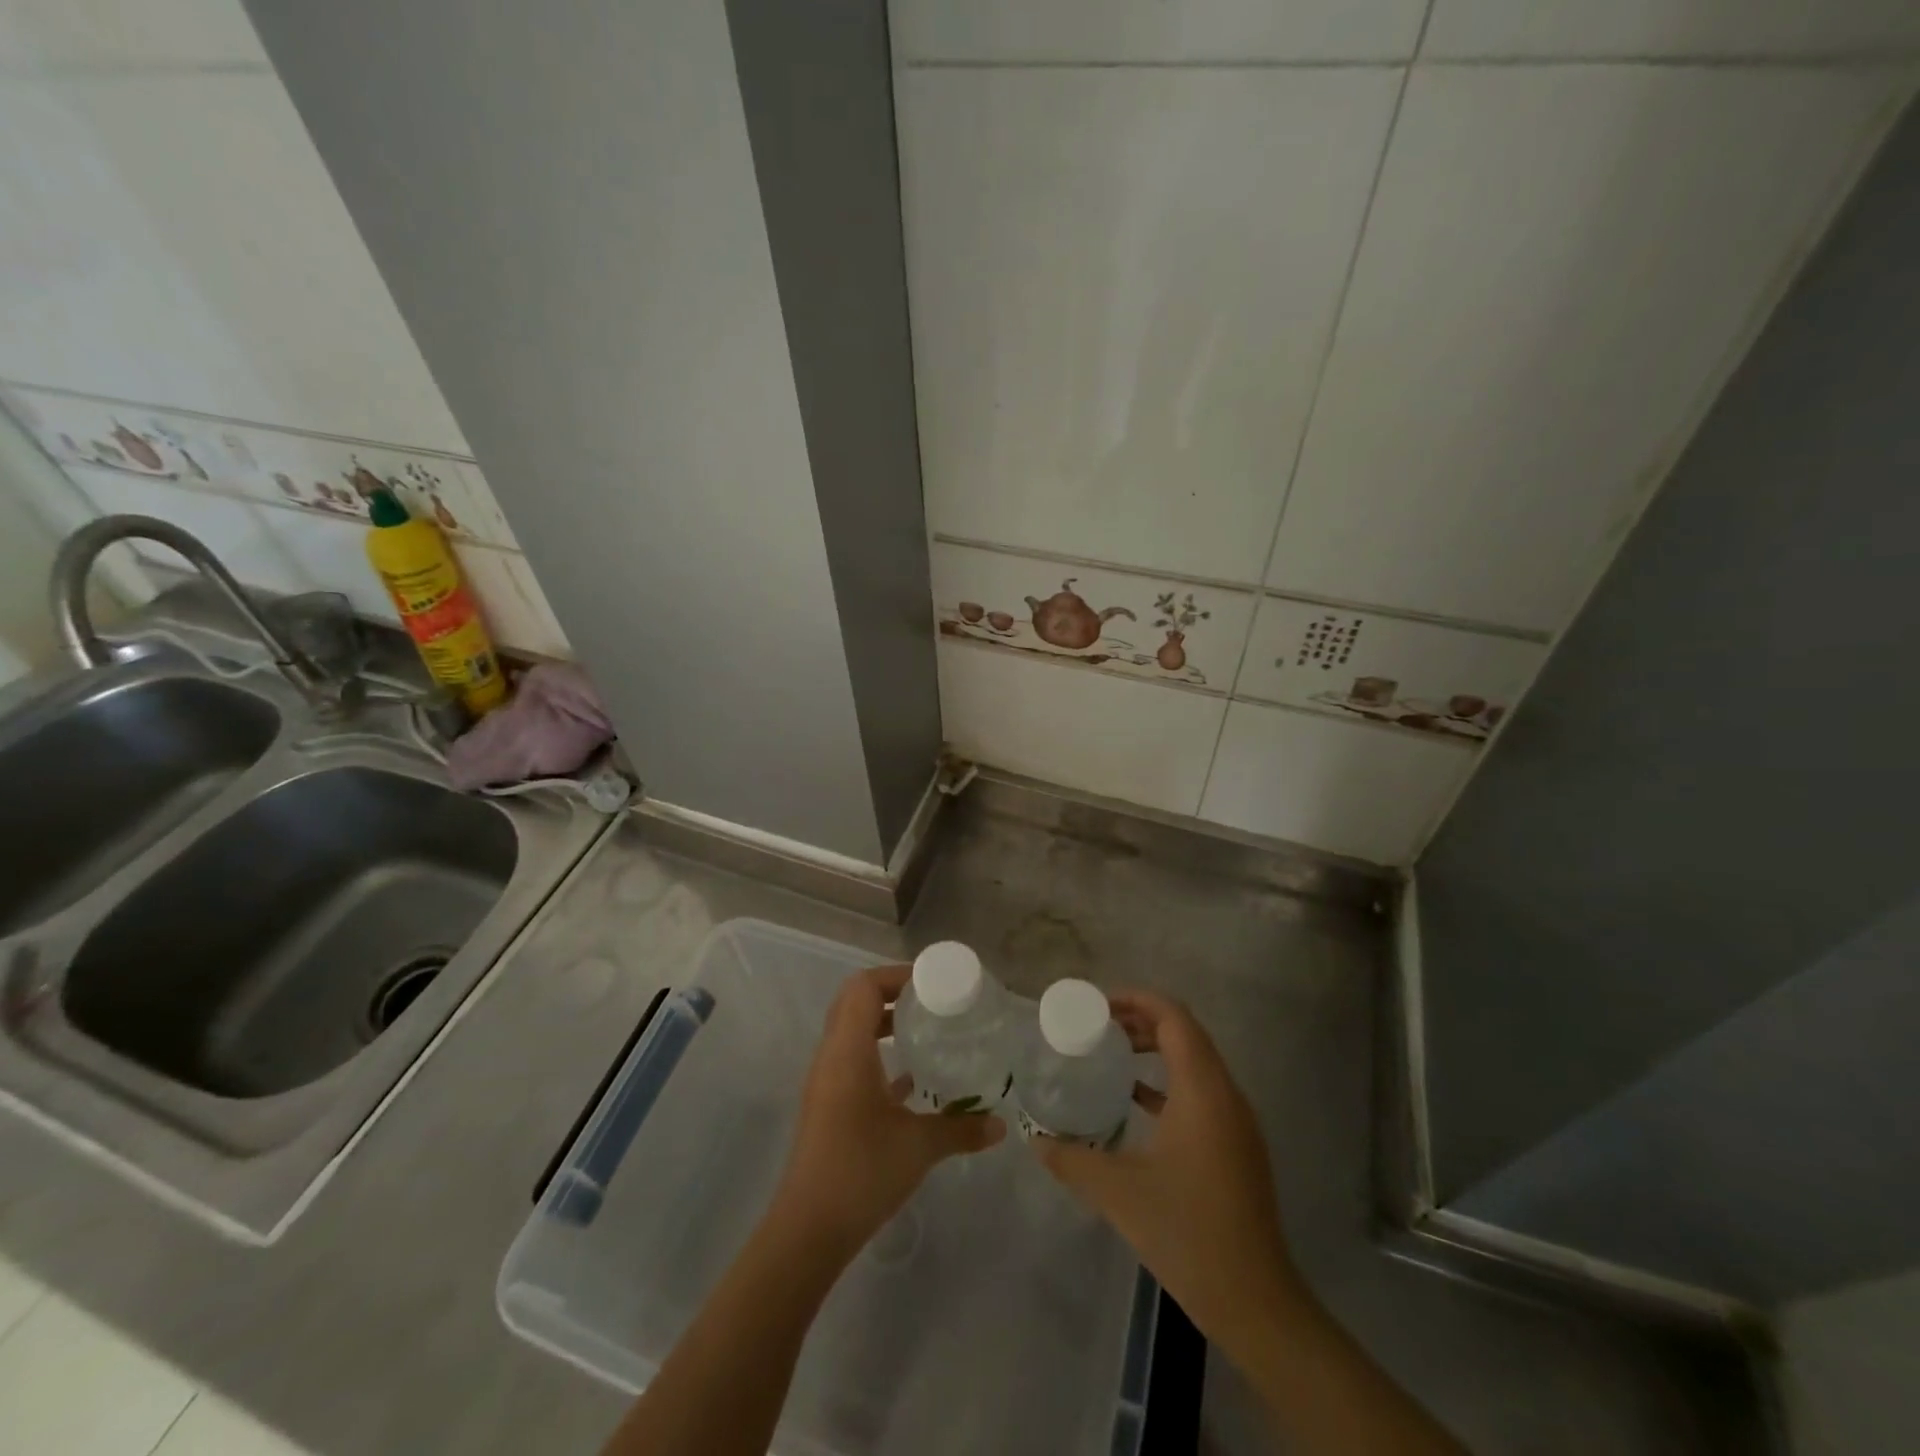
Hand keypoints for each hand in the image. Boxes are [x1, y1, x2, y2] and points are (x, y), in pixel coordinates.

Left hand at [772, 964, 1003, 1258]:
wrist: (809, 1229)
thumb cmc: (862, 1171)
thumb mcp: (919, 1146)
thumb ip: (961, 1128)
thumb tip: (1001, 1126)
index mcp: (848, 1050)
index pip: (864, 986)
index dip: (896, 976)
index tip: (933, 985)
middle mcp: (832, 1055)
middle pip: (855, 1001)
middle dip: (893, 994)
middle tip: (933, 1002)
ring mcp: (827, 1080)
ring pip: (852, 1030)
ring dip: (884, 1022)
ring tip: (926, 1031)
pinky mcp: (829, 1103)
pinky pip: (853, 1059)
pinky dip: (878, 1053)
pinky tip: (911, 1078)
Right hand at [1036, 991, 1301, 1353]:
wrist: (1254, 1300)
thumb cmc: (1186, 1232)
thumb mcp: (1117, 1192)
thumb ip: (1072, 1159)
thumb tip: (1034, 1140)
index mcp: (1202, 1090)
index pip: (1174, 1018)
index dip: (1137, 999)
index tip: (1098, 1004)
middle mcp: (1226, 1094)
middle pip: (1186, 1033)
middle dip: (1142, 1020)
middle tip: (1099, 1026)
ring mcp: (1237, 1121)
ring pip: (1196, 1061)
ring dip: (1157, 1049)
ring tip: (1113, 1054)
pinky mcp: (1237, 1145)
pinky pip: (1202, 1091)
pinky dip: (1169, 1082)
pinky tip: (1136, 1101)